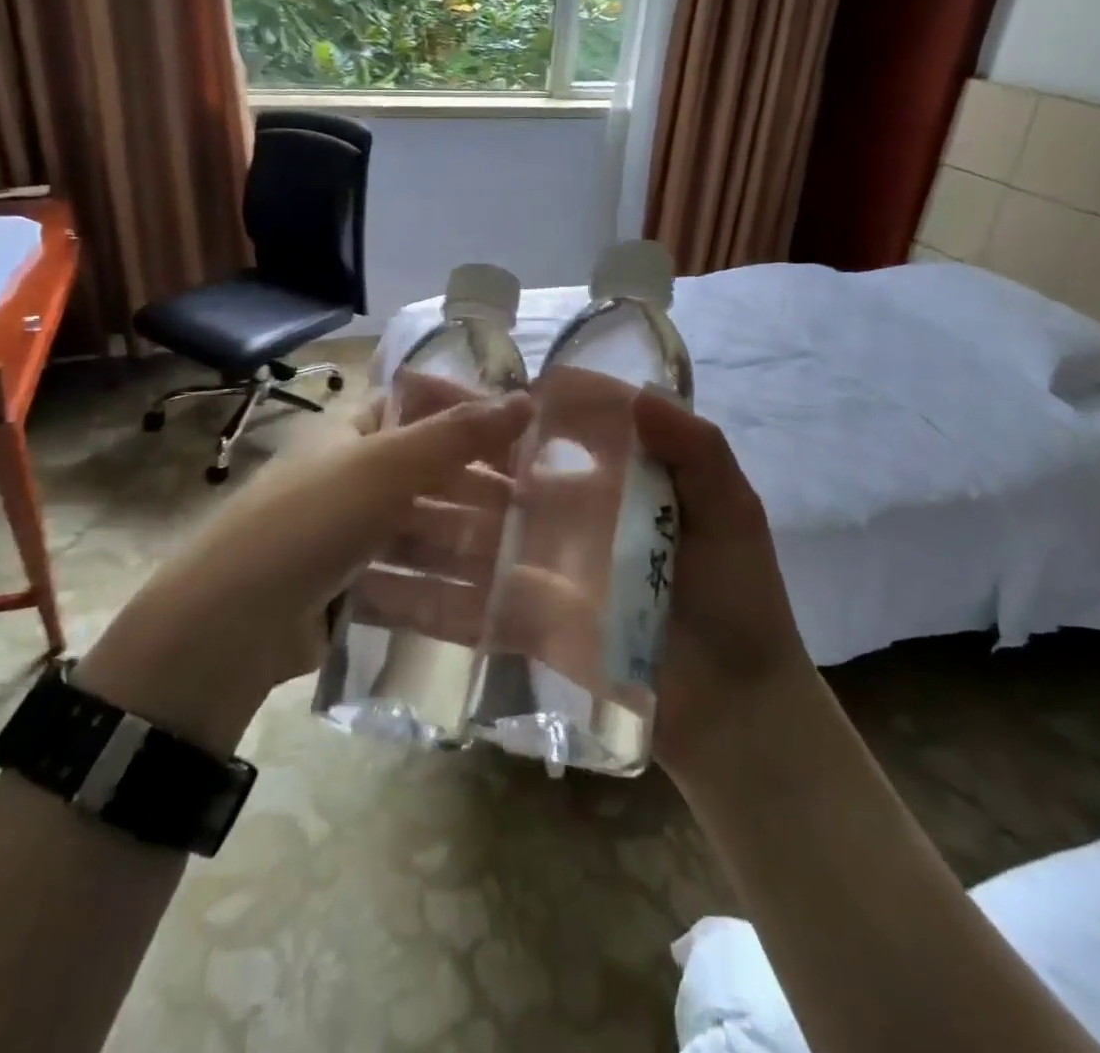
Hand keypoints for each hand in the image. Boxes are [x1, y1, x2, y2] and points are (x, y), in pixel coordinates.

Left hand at [74, 390, 532, 754]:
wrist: (228, 628)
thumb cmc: (310, 522)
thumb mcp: (384, 466)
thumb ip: (456, 434)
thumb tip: (526, 399)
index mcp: (352, 434)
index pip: (420, 408)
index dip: (469, 415)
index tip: (525, 433)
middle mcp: (352, 479)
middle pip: (430, 477)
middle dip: (480, 491)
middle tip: (539, 510)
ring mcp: (351, 539)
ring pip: (425, 534)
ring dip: (470, 547)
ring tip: (525, 565)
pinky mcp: (351, 592)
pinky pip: (409, 583)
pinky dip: (446, 592)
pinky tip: (489, 609)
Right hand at [342, 374, 812, 786]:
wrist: (737, 711)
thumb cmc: (739, 601)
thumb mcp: (731, 513)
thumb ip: (695, 449)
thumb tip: (639, 392)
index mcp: (607, 485)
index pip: (543, 436)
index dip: (501, 412)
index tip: (446, 388)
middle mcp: (564, 521)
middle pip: (494, 482)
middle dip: (444, 458)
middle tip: (381, 436)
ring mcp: (540, 574)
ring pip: (471, 540)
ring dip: (422, 524)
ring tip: (360, 504)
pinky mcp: (528, 627)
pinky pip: (472, 607)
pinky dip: (428, 598)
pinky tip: (376, 584)